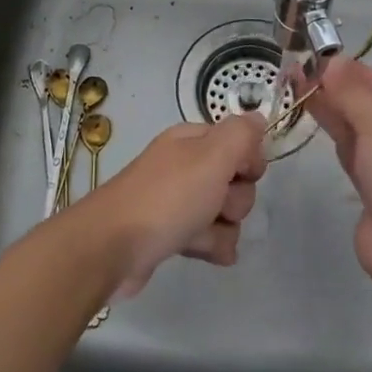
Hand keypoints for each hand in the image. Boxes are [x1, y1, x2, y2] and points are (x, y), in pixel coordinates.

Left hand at [76, 114, 267, 296]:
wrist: (112, 247)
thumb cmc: (167, 198)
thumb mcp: (212, 156)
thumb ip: (241, 135)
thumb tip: (259, 118)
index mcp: (191, 141)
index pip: (238, 141)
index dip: (248, 160)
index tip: (241, 174)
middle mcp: (184, 166)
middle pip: (235, 181)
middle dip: (234, 199)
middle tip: (215, 206)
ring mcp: (176, 201)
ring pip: (224, 213)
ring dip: (223, 227)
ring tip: (200, 235)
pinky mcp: (170, 234)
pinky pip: (208, 237)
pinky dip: (211, 246)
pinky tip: (204, 253)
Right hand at [305, 59, 371, 287]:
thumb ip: (353, 94)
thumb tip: (330, 62)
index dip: (357, 72)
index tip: (323, 58)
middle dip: (339, 89)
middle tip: (300, 70)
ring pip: (358, 130)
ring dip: (331, 109)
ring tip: (298, 85)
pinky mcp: (371, 190)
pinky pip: (350, 153)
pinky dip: (334, 135)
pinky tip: (313, 116)